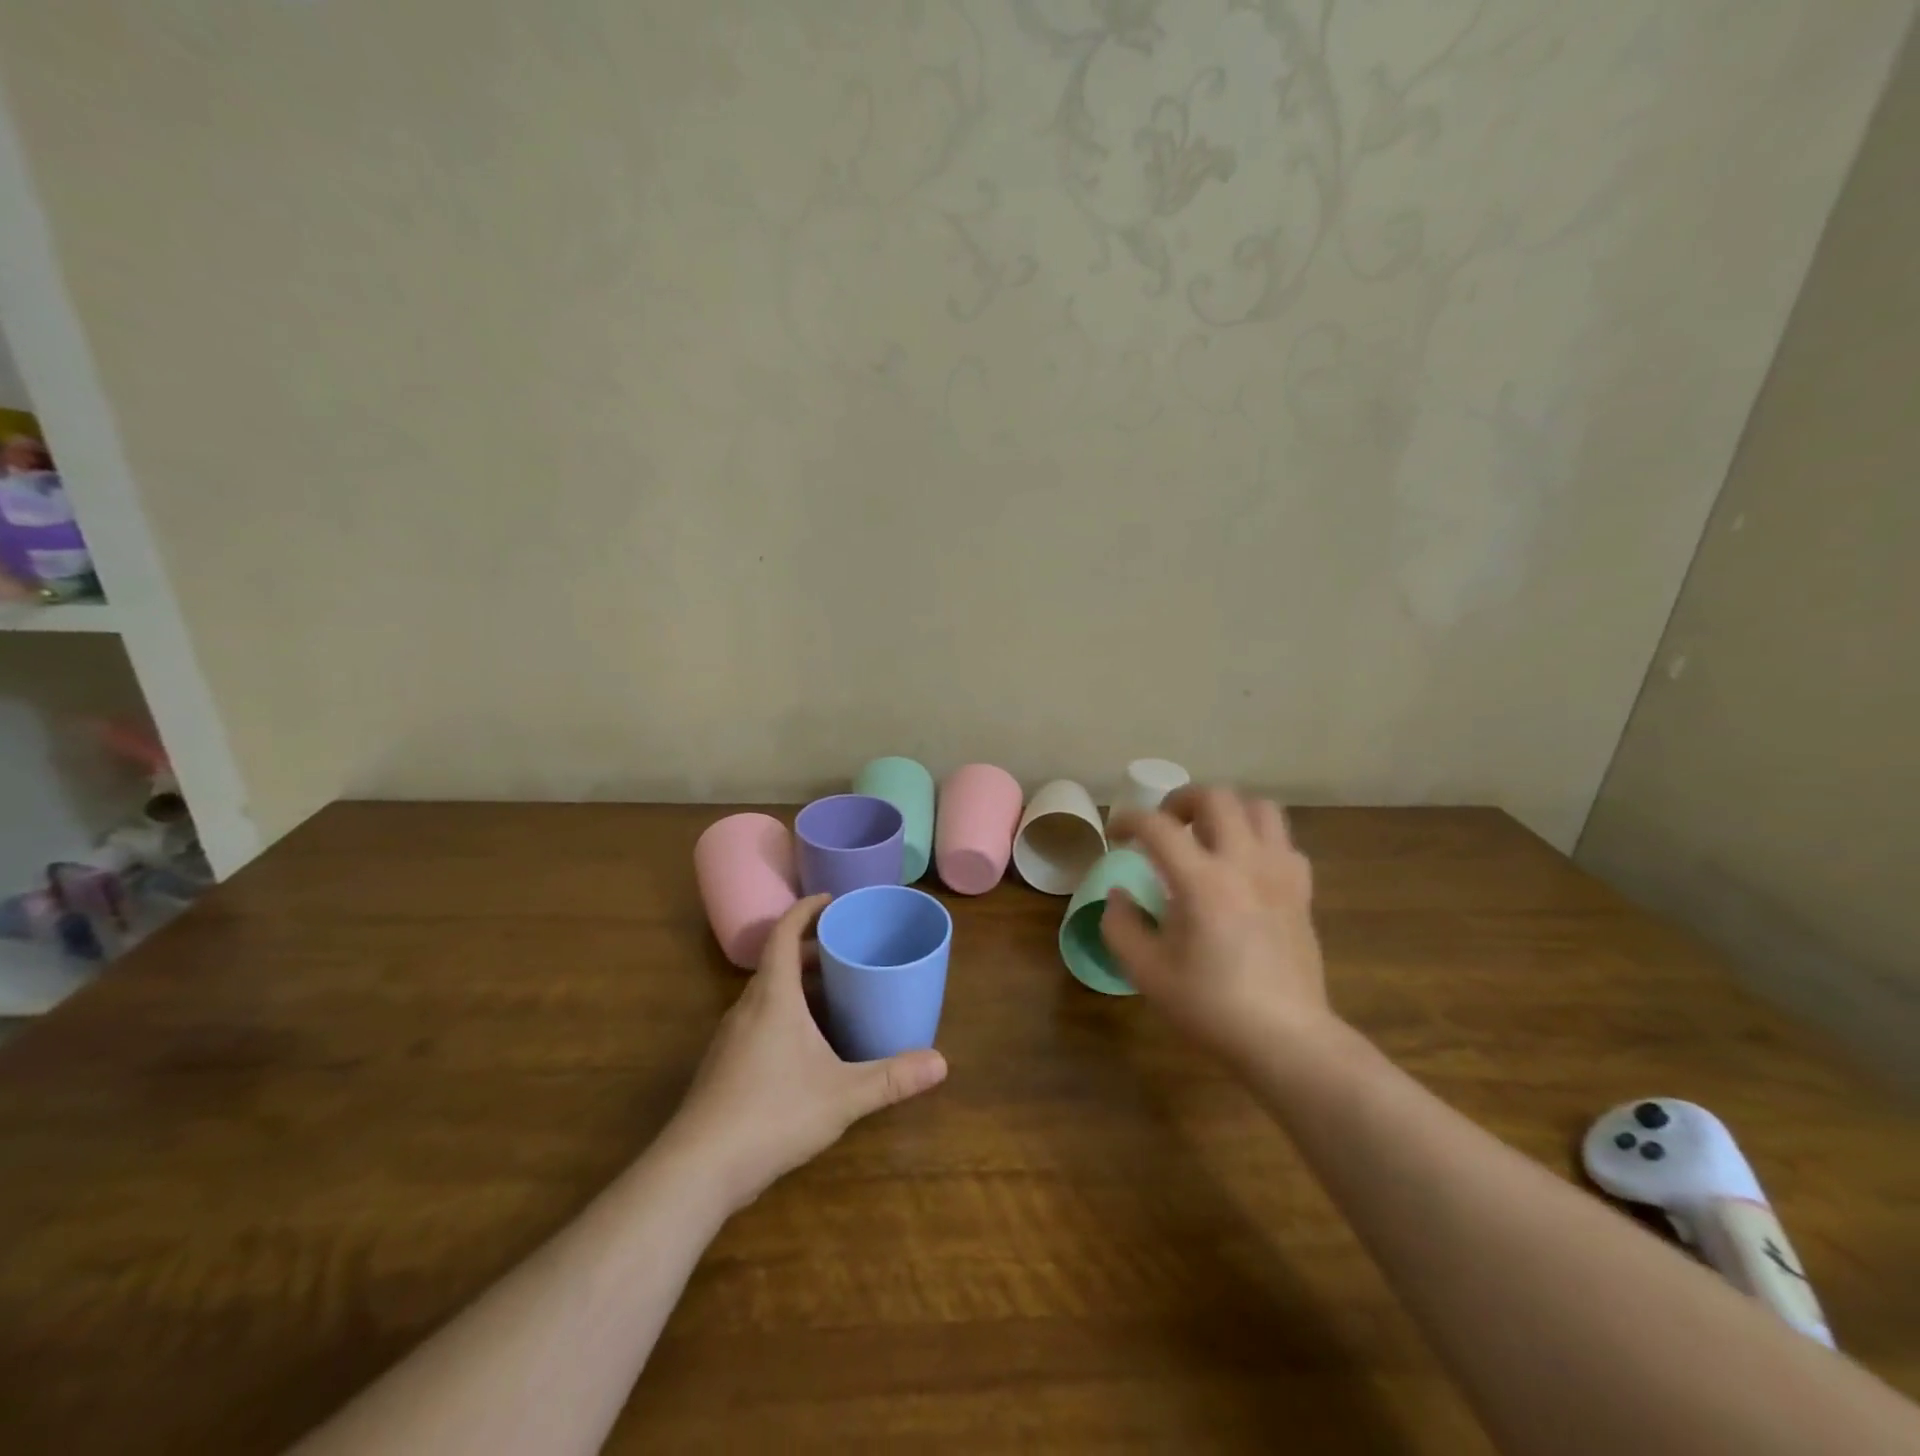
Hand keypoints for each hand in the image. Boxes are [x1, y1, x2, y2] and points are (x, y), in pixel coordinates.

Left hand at [663, 894, 947, 1211]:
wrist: (698, 1168)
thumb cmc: (773, 1113)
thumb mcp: (842, 1095)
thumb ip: (892, 1078)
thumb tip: (941, 1063)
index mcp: (773, 997)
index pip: (784, 933)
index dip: (806, 910)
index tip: (831, 899)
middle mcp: (748, 1007)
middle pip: (778, 961)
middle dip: (811, 950)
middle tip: (848, 950)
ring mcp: (731, 1037)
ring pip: (767, 993)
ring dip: (798, 984)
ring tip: (835, 994)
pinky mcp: (724, 1064)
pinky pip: (759, 1019)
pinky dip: (785, 1012)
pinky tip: (807, 1045)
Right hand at [1104, 787, 1335, 1068]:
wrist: (1286, 1038)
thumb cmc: (1211, 1006)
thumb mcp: (1147, 972)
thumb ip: (1121, 926)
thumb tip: (1119, 895)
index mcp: (1202, 882)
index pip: (1158, 826)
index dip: (1129, 820)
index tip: (1117, 834)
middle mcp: (1244, 863)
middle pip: (1216, 797)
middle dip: (1182, 800)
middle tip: (1165, 825)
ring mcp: (1280, 873)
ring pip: (1259, 808)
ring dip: (1227, 811)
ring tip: (1208, 834)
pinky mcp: (1302, 890)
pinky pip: (1284, 842)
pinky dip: (1259, 840)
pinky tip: (1244, 866)